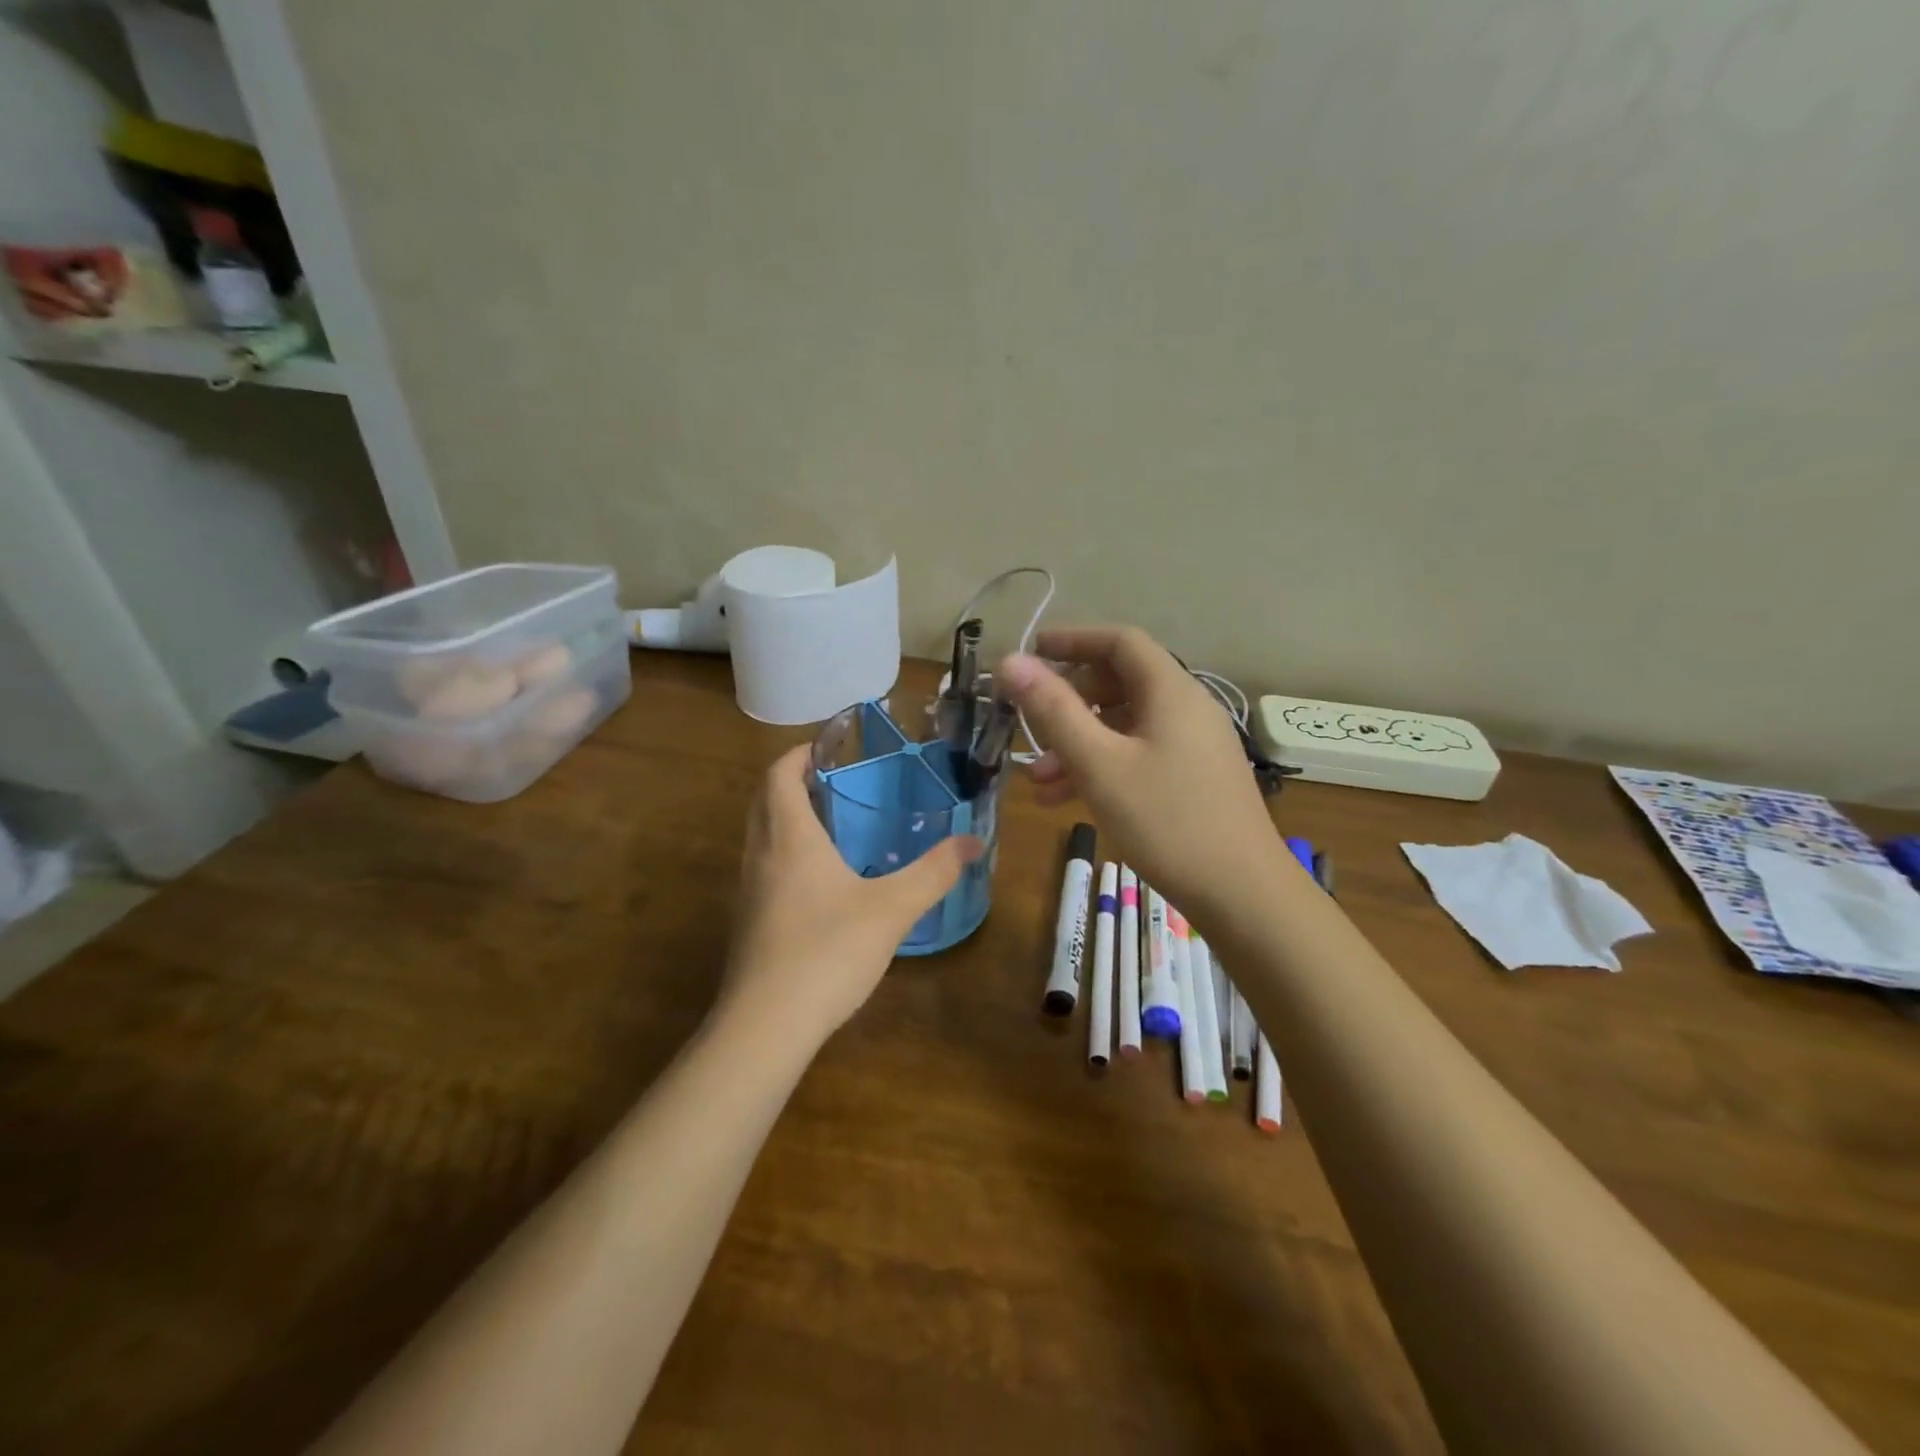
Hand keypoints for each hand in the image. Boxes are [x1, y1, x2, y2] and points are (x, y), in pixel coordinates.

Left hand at [719, 745, 982, 1046]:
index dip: (799, 754)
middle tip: (837, 780)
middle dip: (794, 782)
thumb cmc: (827, 951)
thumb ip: (934, 873)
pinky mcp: (749, 924)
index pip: (779, 775)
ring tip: (834, 825)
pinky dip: (787, 856)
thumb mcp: (892, 909)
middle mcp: (761, 856)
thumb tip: (974, 841)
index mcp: (789, 838)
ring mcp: (749, 892)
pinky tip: (822, 883)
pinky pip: (765, 870)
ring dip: (788, 820)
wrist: (766, 1026)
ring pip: (762, 837)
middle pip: (765, 801)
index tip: (830, 746)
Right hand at [996, 626, 1290, 920]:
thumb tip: (1011, 661)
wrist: (1243, 894)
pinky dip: (1103, 767)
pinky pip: (1139, 755)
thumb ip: (1053, 711)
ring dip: (1079, 744)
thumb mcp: (1099, 765)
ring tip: (1038, 782)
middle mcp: (1187, 708)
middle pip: (1120, 683)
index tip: (1032, 653)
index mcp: (1171, 692)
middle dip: (1069, 702)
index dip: (1074, 640)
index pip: (1120, 642)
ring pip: (1125, 726)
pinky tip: (1068, 801)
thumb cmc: (1167, 822)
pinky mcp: (1194, 778)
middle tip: (1031, 725)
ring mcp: (1194, 745)